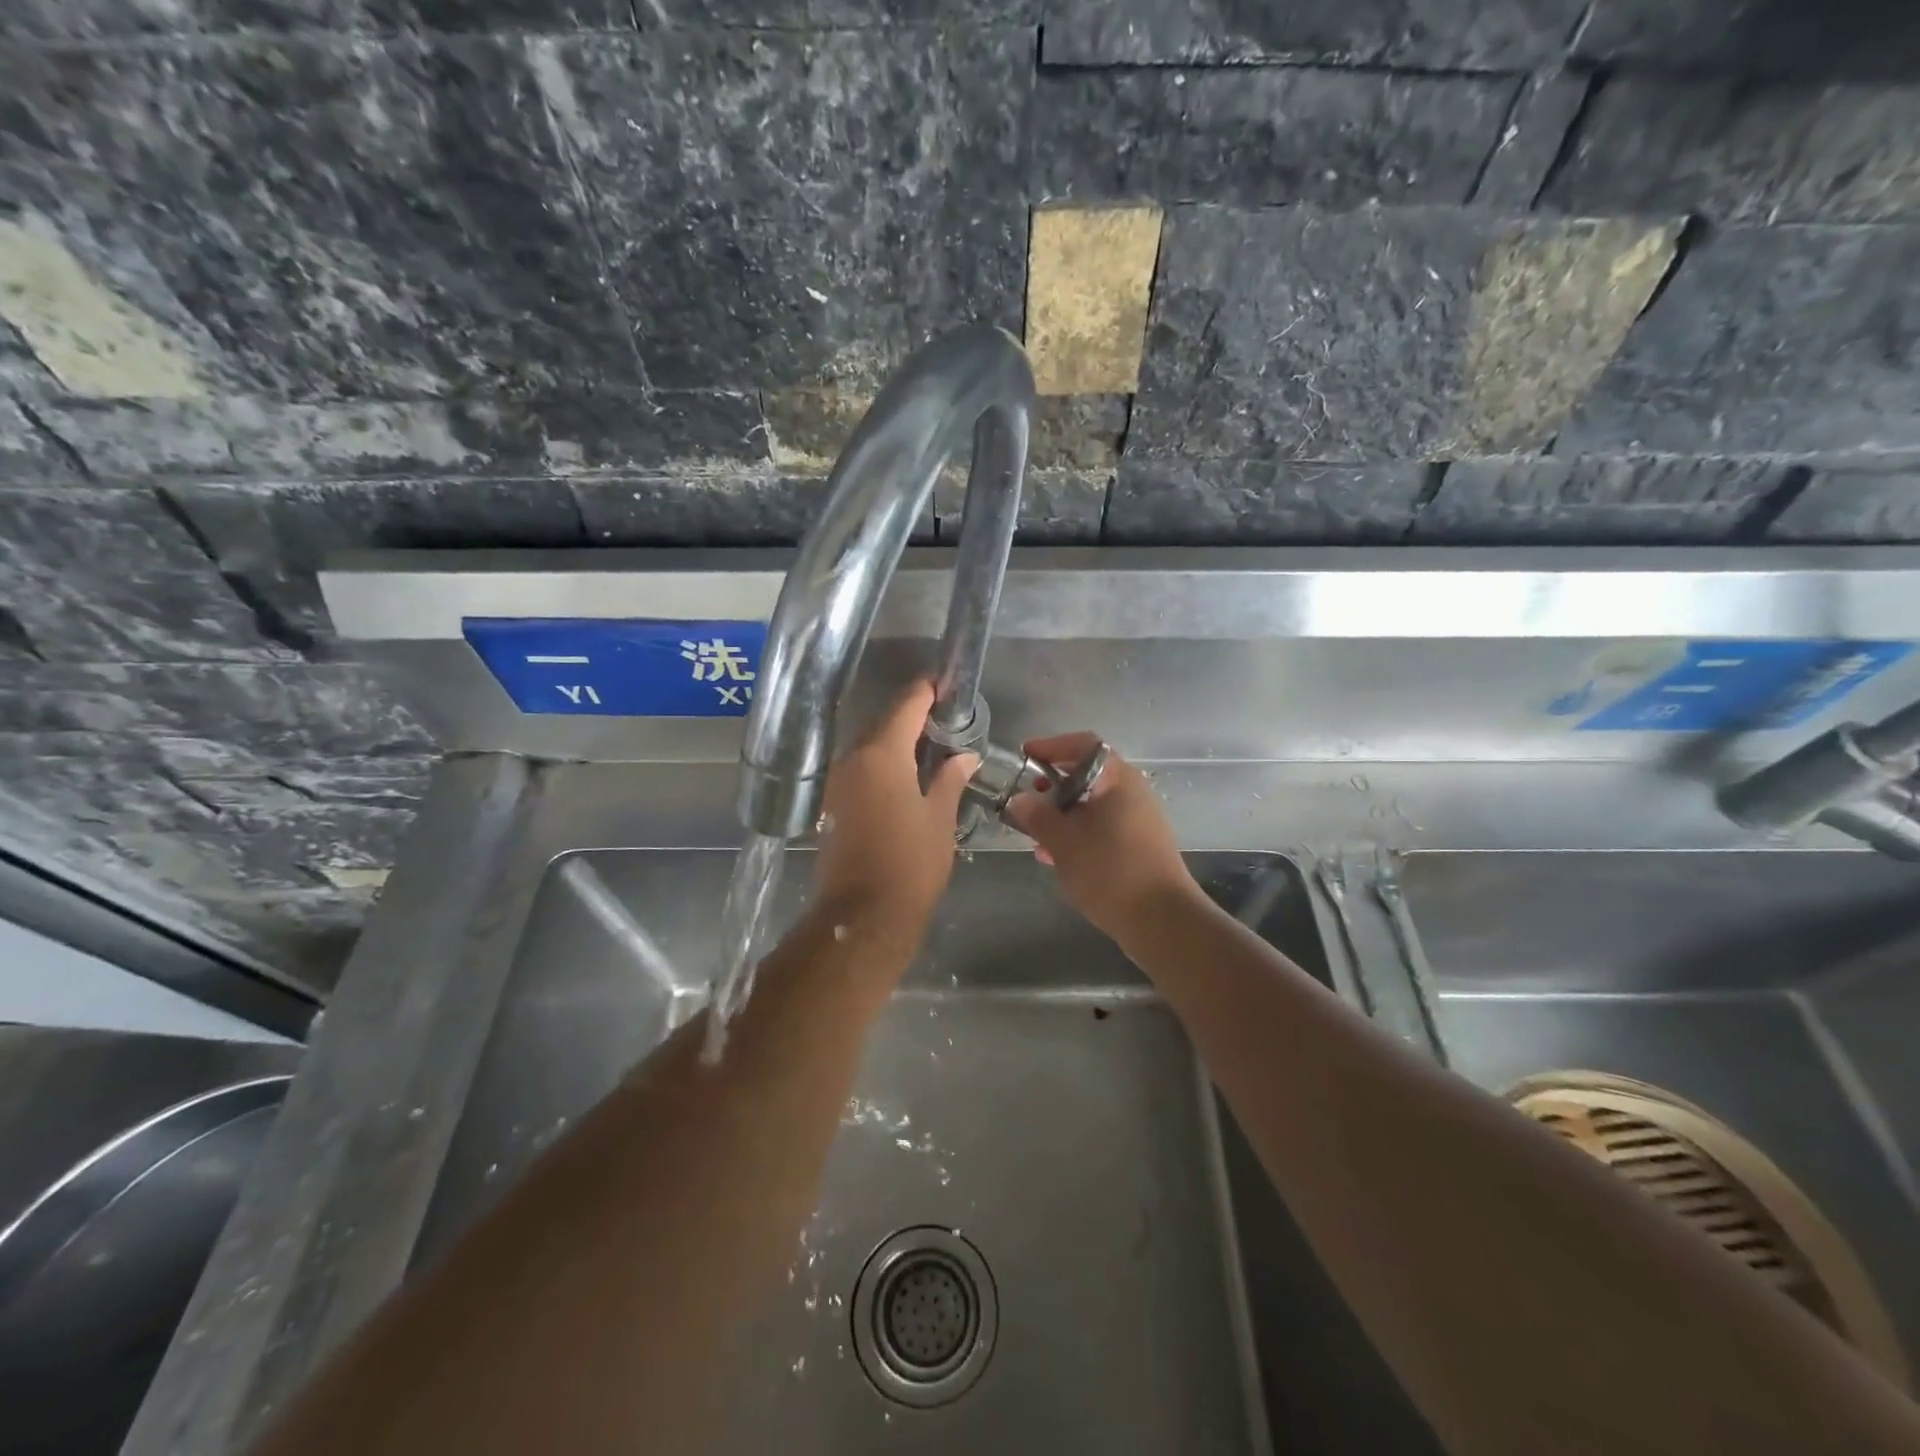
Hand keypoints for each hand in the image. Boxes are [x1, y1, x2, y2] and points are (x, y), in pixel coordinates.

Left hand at [814, 681, 976, 949]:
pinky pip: (859, 767)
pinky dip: (881, 762)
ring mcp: (837, 781)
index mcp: (881, 755)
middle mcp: (852, 759)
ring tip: (929, 744)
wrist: (864, 915)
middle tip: (944, 717)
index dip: (927, 690)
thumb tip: (965, 756)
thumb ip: (950, 779)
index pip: (906, 705)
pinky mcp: (831, 803)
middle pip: (883, 722)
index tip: (947, 684)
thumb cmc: (910, 864)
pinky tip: (905, 773)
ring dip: (895, 739)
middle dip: (912, 715)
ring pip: (868, 745)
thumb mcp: (939, 819)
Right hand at [1004, 734, 1200, 942]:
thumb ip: (1037, 816)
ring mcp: (1139, 821)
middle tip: (1026, 800)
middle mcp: (1132, 793)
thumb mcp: (1063, 842)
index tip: (1025, 757)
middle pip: (1087, 775)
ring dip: (1062, 815)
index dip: (1051, 746)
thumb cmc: (1110, 871)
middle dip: (1052, 786)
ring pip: (1092, 806)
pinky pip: (1102, 829)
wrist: (1162, 921)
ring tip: (1034, 835)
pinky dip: (1077, 834)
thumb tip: (1019, 800)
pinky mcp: (1139, 847)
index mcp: (1117, 779)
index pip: (1084, 744)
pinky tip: (1056, 858)